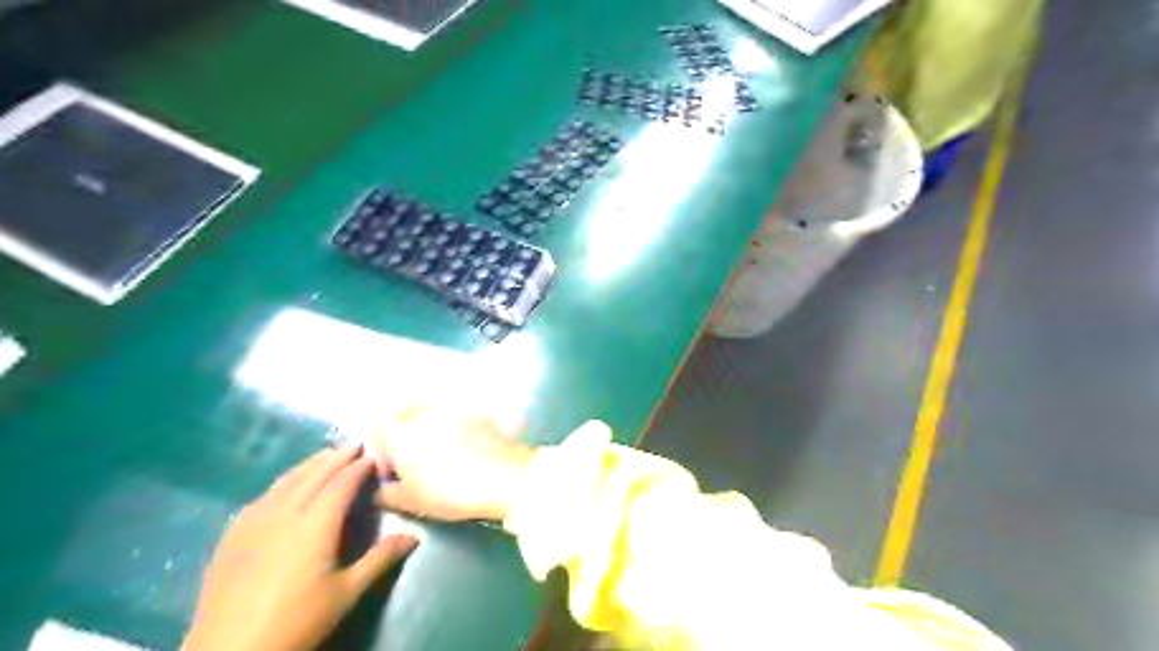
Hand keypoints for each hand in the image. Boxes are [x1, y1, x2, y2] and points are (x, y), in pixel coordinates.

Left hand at [180, 445, 415, 649]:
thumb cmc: (296, 621)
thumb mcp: (346, 593)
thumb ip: (380, 559)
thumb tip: (414, 537)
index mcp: (316, 524)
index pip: (342, 483)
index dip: (359, 467)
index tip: (374, 455)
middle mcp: (285, 513)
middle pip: (315, 474)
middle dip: (337, 456)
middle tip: (355, 443)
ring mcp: (255, 522)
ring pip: (287, 481)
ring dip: (310, 464)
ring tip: (326, 454)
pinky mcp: (233, 535)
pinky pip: (263, 496)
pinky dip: (283, 482)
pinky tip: (285, 485)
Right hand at [368, 408, 536, 523]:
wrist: (503, 476)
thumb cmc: (451, 491)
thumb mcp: (413, 502)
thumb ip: (387, 495)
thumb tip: (379, 491)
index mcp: (401, 433)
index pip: (377, 427)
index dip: (380, 445)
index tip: (390, 465)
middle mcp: (424, 413)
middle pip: (403, 414)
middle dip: (404, 432)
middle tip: (414, 459)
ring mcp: (452, 410)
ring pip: (430, 413)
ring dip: (429, 428)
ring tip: (441, 454)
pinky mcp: (477, 412)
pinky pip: (456, 416)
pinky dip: (455, 428)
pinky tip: (465, 448)